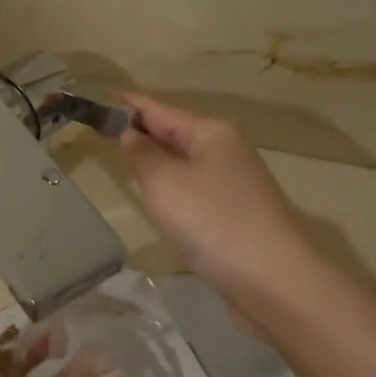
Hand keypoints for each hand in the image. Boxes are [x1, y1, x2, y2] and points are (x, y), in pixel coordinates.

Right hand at [118, 94, 321, 312]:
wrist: (272, 278)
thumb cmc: (212, 221)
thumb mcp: (164, 183)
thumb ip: (142, 155)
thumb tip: (130, 134)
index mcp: (211, 132)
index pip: (160, 109)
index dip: (130, 104)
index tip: (102, 98)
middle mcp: (227, 149)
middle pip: (176, 133)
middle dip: (144, 131)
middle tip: (105, 131)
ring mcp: (235, 183)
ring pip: (186, 162)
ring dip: (158, 160)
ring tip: (126, 160)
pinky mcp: (236, 213)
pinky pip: (195, 189)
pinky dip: (173, 187)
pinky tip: (159, 199)